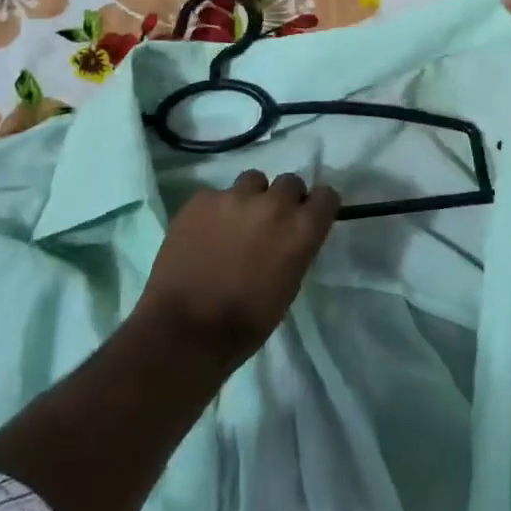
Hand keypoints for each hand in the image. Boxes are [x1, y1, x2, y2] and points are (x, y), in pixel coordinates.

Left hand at [136, 171, 339, 365]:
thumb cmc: (245, 323)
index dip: (317, 207)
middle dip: (284, 199)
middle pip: (290, 182)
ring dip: (251, 198)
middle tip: (270, 223)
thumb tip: (290, 238)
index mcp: (300, 229)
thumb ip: (295, 250)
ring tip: (235, 222)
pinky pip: (217, 195)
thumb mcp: (288, 287)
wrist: (184, 330)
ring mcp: (235, 197)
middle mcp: (273, 204)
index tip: (309, 218)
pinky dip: (216, 210)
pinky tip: (204, 233)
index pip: (326, 196)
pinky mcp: (202, 199)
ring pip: (253, 180)